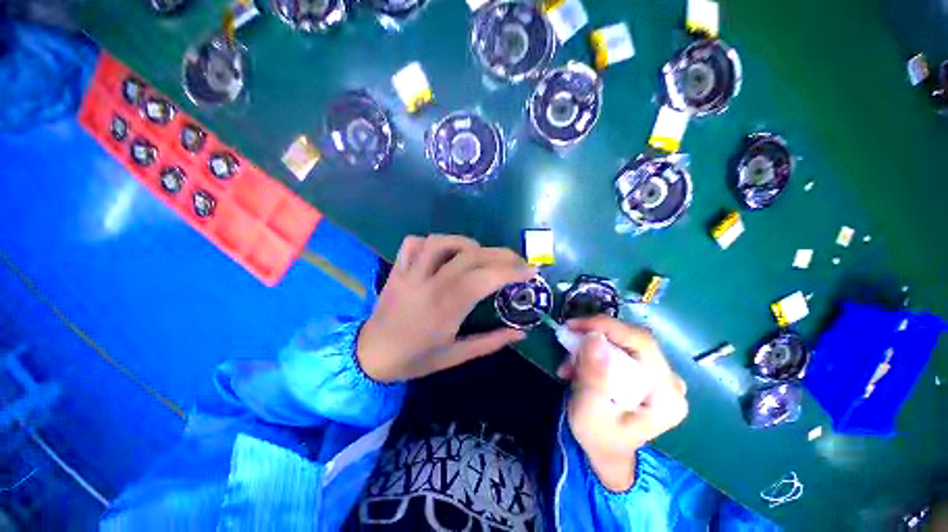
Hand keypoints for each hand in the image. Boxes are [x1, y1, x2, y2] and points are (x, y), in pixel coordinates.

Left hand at [357, 234, 536, 382]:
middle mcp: (429, 285)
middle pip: (470, 256)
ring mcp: (410, 274)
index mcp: (446, 309)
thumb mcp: (456, 357)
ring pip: (441, 242)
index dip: (512, 271)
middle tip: (517, 261)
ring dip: (467, 244)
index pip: (485, 279)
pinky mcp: (397, 269)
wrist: (370, 356)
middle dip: (501, 255)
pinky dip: (433, 242)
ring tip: (481, 255)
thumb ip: (491, 343)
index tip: (531, 271)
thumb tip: (521, 333)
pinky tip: (444, 252)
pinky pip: (413, 243)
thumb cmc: (415, 360)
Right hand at [558, 316, 688, 491]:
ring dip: (591, 345)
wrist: (606, 450)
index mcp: (666, 395)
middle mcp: (670, 381)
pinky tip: (578, 365)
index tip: (574, 325)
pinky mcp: (646, 370)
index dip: (607, 326)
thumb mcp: (590, 411)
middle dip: (595, 336)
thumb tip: (594, 337)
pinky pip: (619, 347)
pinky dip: (595, 351)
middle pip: (631, 340)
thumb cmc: (599, 437)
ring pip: (622, 341)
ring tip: (569, 363)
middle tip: (568, 341)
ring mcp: (660, 374)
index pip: (641, 343)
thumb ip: (593, 376)